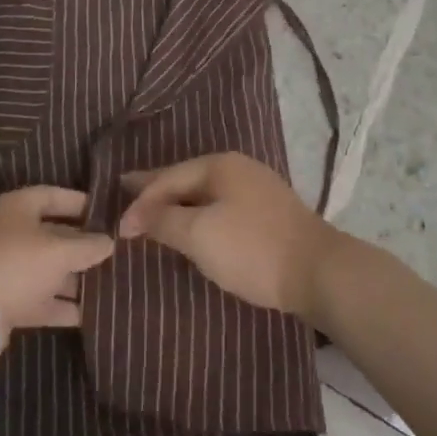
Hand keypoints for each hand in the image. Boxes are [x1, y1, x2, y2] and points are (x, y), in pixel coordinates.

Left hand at [0, 187, 114, 356]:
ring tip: (108, 283)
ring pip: (46, 268)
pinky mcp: (4, 300)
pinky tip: (88, 314)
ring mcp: (4, 268)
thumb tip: (109, 241)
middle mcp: (8, 233)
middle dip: (81, 245)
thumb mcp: (60, 252)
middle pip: (52, 234)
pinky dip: (60, 304)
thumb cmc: (18, 266)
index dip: (81, 203)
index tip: (107, 213)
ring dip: (74, 277)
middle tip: (113, 251)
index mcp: (17, 208)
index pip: (54, 196)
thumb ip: (88, 246)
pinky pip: (38, 297)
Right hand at [117, 153, 337, 318]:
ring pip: (205, 193)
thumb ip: (164, 221)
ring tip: (153, 211)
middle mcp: (238, 168)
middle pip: (186, 178)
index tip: (118, 226)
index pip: (168, 178)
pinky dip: (199, 213)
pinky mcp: (268, 213)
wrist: (318, 271)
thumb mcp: (200, 236)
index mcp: (220, 165)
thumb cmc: (252, 248)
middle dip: (156, 189)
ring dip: (178, 203)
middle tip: (126, 191)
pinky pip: (220, 206)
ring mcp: (256, 188)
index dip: (141, 200)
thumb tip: (136, 214)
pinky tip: (193, 224)